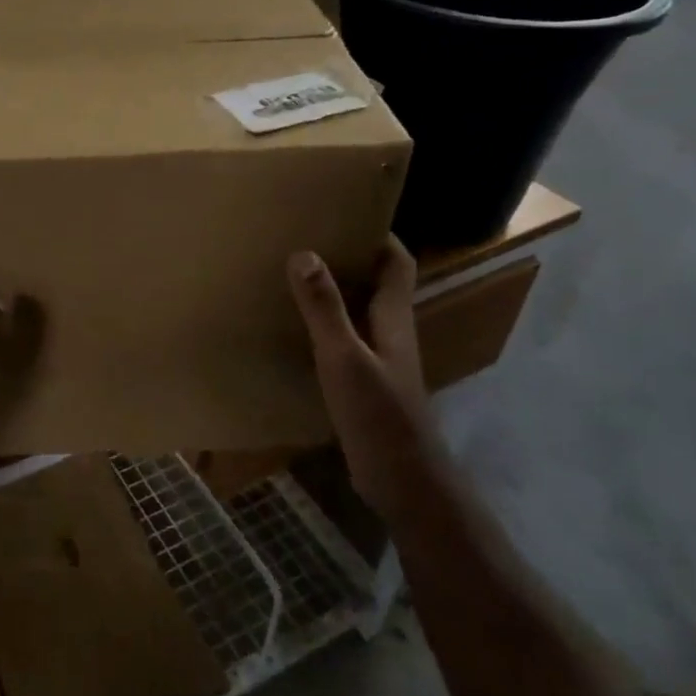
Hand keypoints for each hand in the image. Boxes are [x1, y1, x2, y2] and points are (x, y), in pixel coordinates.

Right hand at [287, 237, 433, 513]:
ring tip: (293, 274)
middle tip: (305, 238)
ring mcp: (379, 359)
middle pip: (376, 282)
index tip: (344, 213)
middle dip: (348, 257)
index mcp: (394, 318)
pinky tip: (294, 328)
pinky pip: (344, 339)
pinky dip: (324, 324)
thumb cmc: (379, 416)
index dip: (378, 235)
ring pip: (359, 311)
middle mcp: (390, 332)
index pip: (397, 263)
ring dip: (334, 291)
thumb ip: (325, 309)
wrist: (402, 482)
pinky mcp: (364, 383)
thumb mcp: (345, 358)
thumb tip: (304, 253)